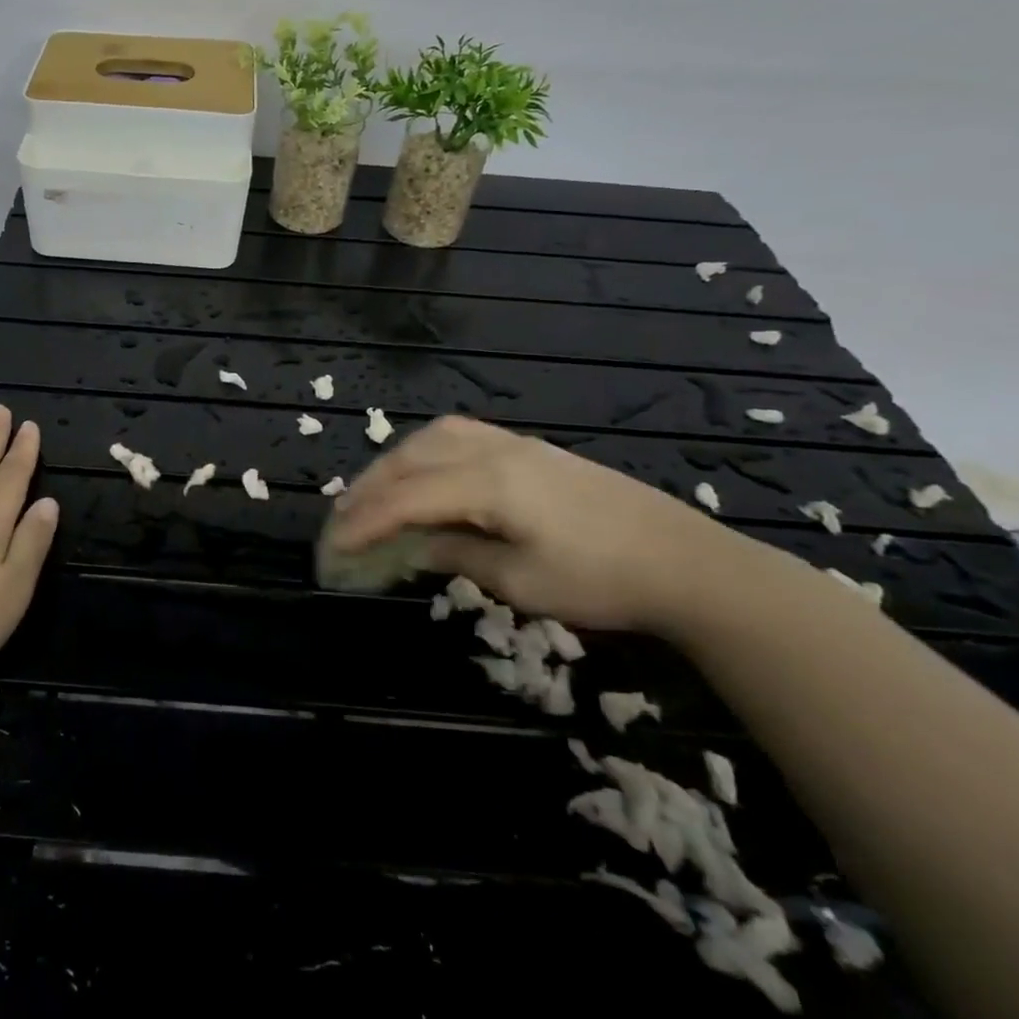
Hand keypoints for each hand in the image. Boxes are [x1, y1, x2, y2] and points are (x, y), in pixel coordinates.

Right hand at [324, 415, 756, 632]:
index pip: (406, 498)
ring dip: (393, 465)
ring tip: (372, 494)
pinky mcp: (530, 448)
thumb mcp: (521, 583)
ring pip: (431, 438)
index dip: (364, 522)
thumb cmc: (601, 581)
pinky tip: (421, 473)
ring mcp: (513, 443)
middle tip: (340, 520)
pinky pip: (457, 436)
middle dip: (368, 488)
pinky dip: (423, 453)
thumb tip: (410, 546)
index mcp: (489, 483)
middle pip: (410, 458)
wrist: (686, 561)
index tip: (333, 548)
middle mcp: (493, 450)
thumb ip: (456, 554)